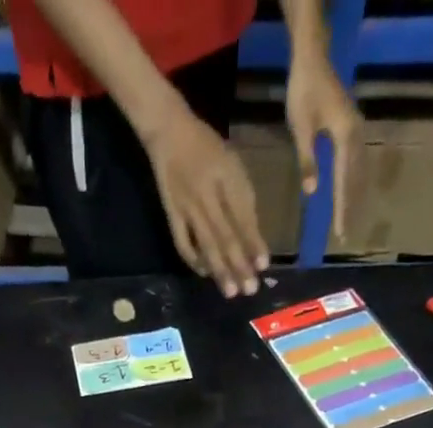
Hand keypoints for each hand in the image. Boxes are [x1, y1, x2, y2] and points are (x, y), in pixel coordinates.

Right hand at [141, 105, 267, 297]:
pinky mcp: (171, 214)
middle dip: (239, 264)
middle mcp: (207, 194)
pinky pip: (183, 243)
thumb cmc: (206, 146)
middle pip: (226, 235)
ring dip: (220, 270)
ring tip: (231, 291)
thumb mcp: (231, 162)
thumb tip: (253, 235)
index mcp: (226, 176)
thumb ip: (242, 196)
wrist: (168, 131)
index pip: (242, 215)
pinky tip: (205, 274)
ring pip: (207, 244)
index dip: (253, 241)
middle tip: (250, 289)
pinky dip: (193, 260)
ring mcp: (187, 207)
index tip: (263, 264)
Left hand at [284, 44, 360, 241]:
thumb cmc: (304, 93)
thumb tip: (312, 193)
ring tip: (350, 220)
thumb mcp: (301, 130)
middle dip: (350, 208)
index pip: (344, 182)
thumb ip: (308, 161)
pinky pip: (358, 162)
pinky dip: (355, 182)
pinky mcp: (353, 127)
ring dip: (355, 197)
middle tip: (346, 236)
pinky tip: (352, 194)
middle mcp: (356, 135)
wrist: (313, 60)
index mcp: (344, 137)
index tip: (340, 233)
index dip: (342, 209)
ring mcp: (357, 130)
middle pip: (356, 180)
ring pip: (360, 172)